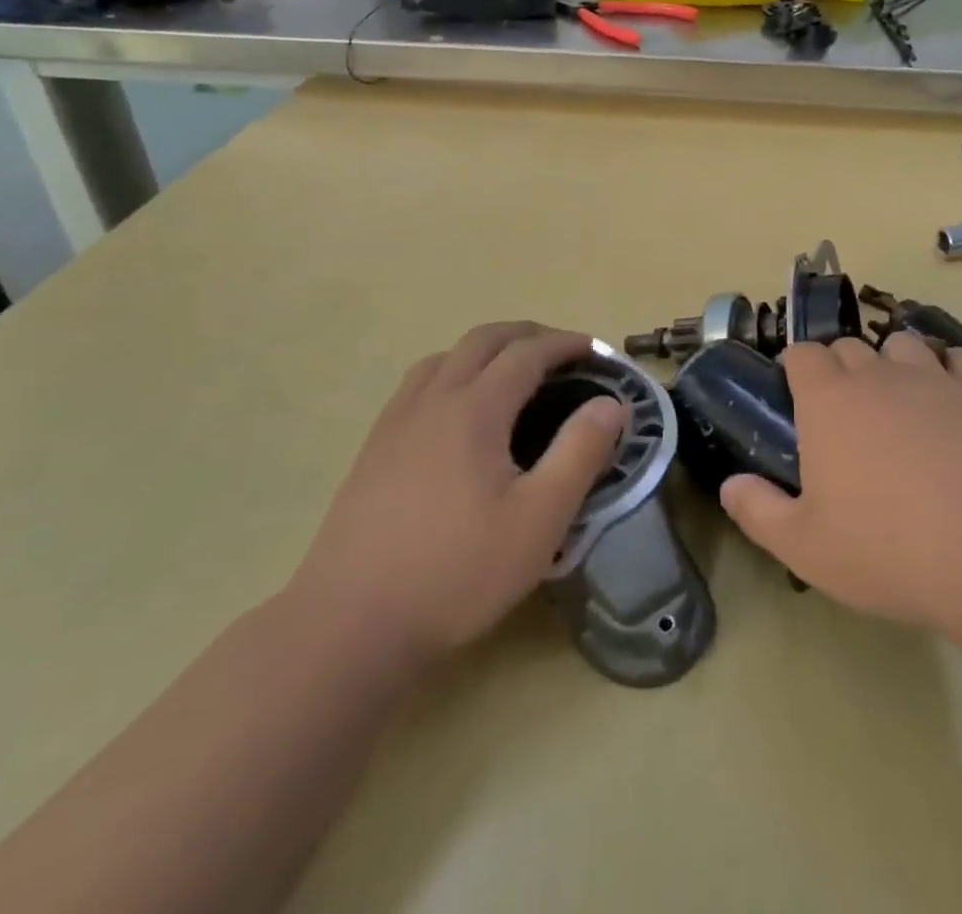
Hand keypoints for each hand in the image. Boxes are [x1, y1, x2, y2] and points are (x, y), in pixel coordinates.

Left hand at [290, 323, 624, 667]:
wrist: (350, 626)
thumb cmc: (457, 571)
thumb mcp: (540, 519)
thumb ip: (580, 453)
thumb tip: (611, 403)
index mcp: (474, 408)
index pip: (527, 352)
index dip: (565, 344)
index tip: (595, 351)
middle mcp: (432, 400)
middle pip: (483, 340)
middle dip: (527, 335)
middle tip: (561, 354)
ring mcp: (396, 423)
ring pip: (444, 357)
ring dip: (486, 350)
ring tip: (512, 373)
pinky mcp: (373, 450)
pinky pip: (418, 385)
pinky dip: (452, 372)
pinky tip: (458, 413)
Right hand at [719, 333, 961, 641]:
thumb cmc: (886, 549)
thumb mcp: (804, 546)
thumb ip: (757, 510)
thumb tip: (730, 484)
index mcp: (828, 400)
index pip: (802, 354)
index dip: (796, 367)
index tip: (795, 392)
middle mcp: (877, 374)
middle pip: (849, 346)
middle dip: (840, 366)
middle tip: (843, 410)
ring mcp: (933, 378)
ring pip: (903, 344)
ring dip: (892, 361)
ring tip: (898, 398)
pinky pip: (960, 359)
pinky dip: (949, 369)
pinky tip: (951, 399)